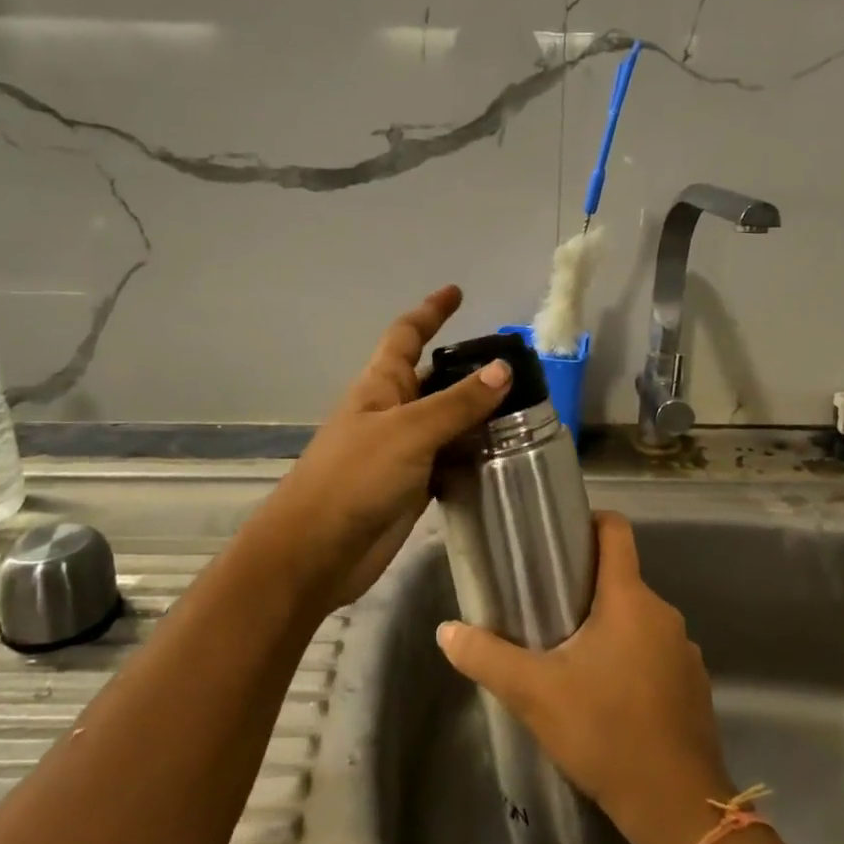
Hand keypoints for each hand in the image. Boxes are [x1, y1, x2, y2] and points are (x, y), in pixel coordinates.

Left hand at [253, 285, 509, 610]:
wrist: (317, 551)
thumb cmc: (354, 477)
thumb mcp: (408, 431)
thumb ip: (457, 403)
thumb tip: (503, 369)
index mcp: (380, 385)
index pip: (407, 335)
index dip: (430, 312)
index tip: (456, 292)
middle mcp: (392, 412)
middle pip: (434, 378)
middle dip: (467, 368)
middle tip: (516, 365)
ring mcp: (402, 451)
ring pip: (447, 422)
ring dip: (478, 415)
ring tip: (526, 410)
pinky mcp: (413, 486)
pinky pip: (449, 460)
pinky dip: (473, 456)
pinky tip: (504, 457)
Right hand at [436, 512, 735, 843]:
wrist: (677, 806)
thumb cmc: (605, 731)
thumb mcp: (534, 694)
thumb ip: (487, 657)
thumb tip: (446, 630)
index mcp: (629, 598)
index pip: (616, 531)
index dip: (590, 522)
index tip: (561, 536)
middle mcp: (663, 613)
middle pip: (622, 579)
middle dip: (587, 589)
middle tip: (547, 611)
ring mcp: (685, 650)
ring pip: (639, 620)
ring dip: (610, 629)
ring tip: (573, 658)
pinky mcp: (694, 685)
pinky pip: (657, 654)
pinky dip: (634, 661)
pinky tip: (610, 698)